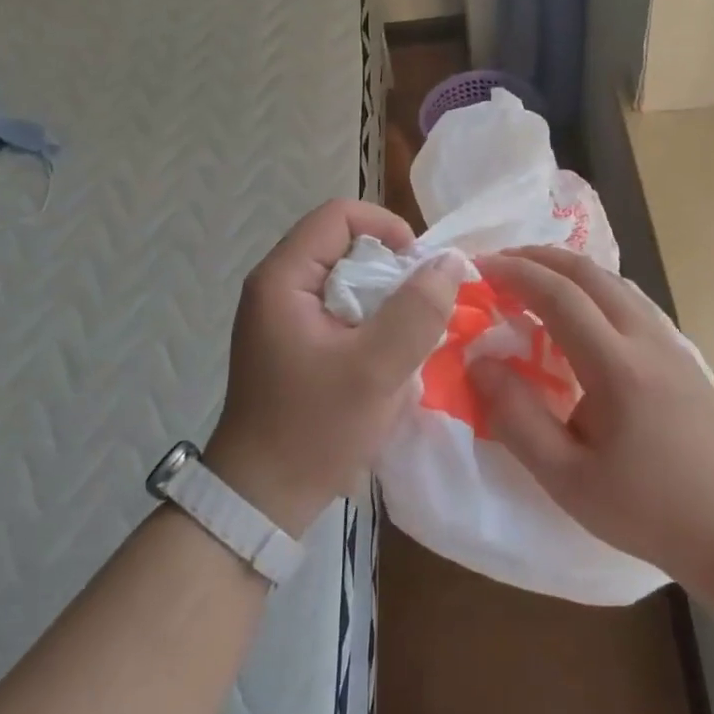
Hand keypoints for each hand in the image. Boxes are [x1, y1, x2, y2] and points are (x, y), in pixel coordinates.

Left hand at [207, 200, 462, 536]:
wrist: (262, 499)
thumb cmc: (314, 429)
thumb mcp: (376, 369)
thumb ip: (417, 311)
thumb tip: (451, 262)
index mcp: (283, 278)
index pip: (339, 215)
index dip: (387, 227)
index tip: (420, 267)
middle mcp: (276, 285)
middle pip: (343, 244)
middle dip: (390, 268)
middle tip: (422, 307)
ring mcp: (281, 314)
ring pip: (345, 278)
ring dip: (384, 299)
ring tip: (409, 335)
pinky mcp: (292, 340)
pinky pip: (339, 308)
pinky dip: (369, 321)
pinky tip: (387, 356)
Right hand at [469, 247, 713, 581]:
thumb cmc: (646, 509)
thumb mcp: (566, 478)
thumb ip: (517, 418)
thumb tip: (480, 364)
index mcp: (618, 367)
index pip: (560, 296)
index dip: (516, 274)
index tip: (479, 268)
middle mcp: (647, 339)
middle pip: (589, 273)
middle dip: (539, 259)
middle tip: (498, 264)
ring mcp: (671, 342)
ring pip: (615, 281)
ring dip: (568, 270)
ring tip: (533, 280)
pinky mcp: (682, 353)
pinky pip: (632, 300)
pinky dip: (594, 287)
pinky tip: (581, 310)